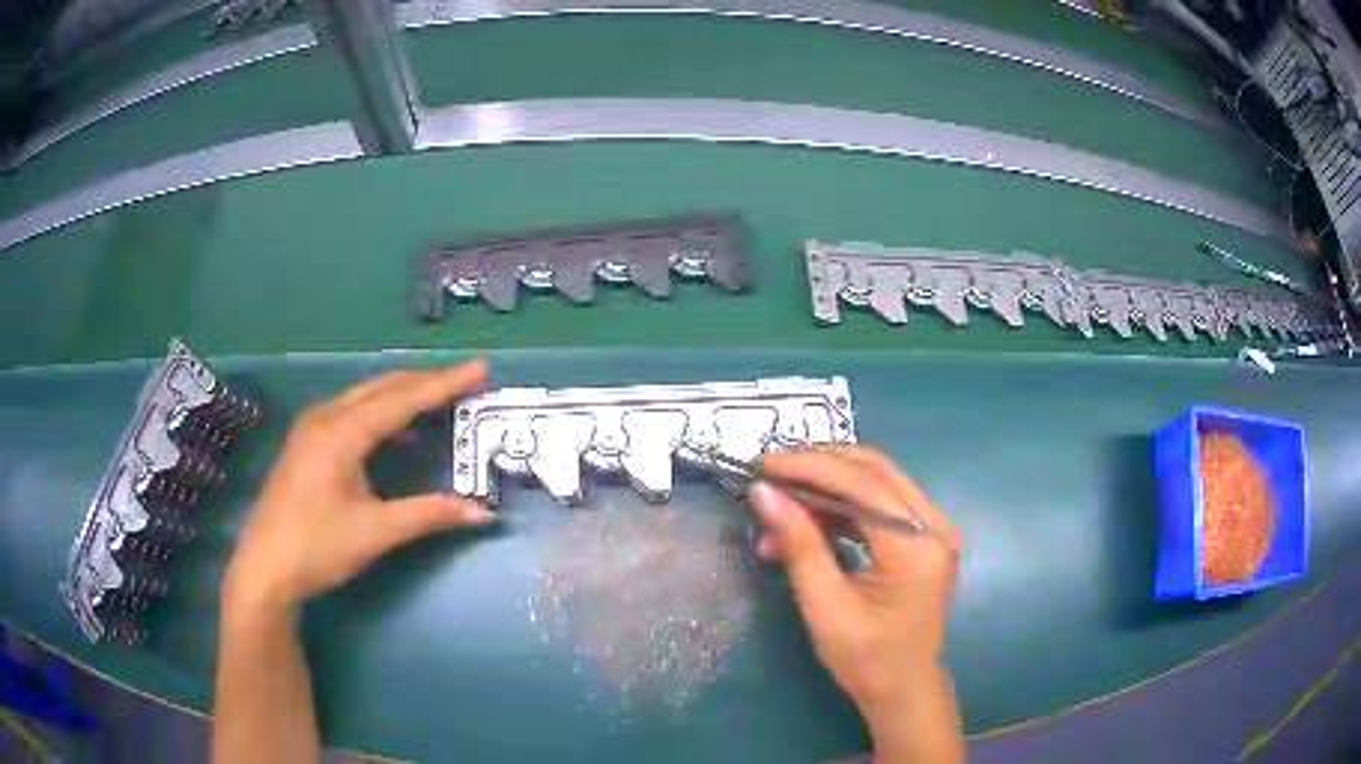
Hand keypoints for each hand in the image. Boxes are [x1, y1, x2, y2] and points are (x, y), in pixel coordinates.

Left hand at [224, 362, 495, 612]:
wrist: (265, 568)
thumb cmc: (318, 547)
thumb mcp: (376, 532)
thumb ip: (429, 514)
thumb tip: (483, 513)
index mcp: (341, 432)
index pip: (402, 399)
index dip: (444, 384)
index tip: (480, 368)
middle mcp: (326, 417)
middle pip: (383, 387)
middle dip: (426, 381)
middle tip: (467, 380)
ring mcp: (312, 428)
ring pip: (365, 396)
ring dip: (403, 394)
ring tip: (440, 397)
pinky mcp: (307, 443)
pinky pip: (352, 412)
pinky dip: (382, 412)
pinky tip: (397, 430)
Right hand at [749, 447, 962, 754]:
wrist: (904, 689)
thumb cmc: (865, 658)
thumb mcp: (824, 605)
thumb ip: (799, 544)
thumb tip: (763, 493)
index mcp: (917, 546)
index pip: (863, 484)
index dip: (810, 467)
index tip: (763, 465)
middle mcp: (935, 525)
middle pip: (875, 471)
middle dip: (819, 466)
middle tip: (771, 473)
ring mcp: (934, 529)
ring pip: (878, 482)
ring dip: (828, 485)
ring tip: (782, 500)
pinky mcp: (924, 537)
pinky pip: (881, 504)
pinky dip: (843, 506)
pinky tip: (808, 521)